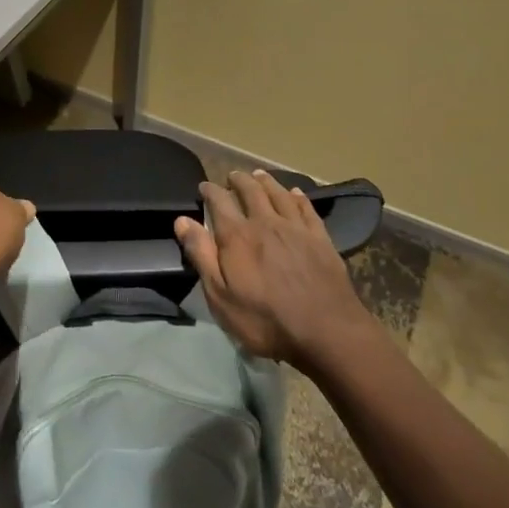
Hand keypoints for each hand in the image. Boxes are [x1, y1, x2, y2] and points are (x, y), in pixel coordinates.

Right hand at [175, 169, 373, 365]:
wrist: (327, 332)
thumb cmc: (265, 320)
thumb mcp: (220, 296)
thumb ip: (201, 255)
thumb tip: (182, 220)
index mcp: (237, 236)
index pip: (219, 201)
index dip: (210, 191)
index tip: (204, 187)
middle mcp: (265, 222)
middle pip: (250, 191)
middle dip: (239, 180)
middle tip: (232, 176)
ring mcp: (296, 228)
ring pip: (278, 194)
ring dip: (266, 182)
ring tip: (259, 175)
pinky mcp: (321, 239)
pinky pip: (306, 209)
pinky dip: (298, 197)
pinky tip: (295, 193)